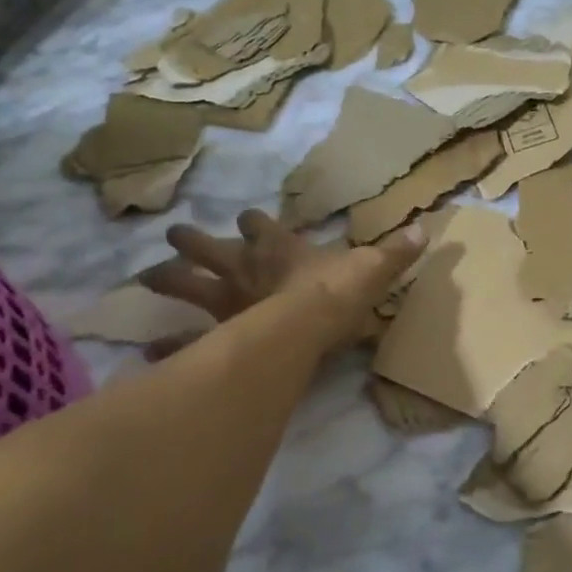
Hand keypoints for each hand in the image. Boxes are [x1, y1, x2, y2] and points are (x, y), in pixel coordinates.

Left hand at [137, 210, 424, 356]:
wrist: (308, 324)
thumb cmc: (337, 294)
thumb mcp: (371, 270)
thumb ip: (394, 253)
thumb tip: (426, 230)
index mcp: (278, 248)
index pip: (261, 226)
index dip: (255, 223)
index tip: (249, 219)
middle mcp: (244, 268)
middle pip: (210, 249)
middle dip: (192, 242)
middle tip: (176, 236)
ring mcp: (225, 301)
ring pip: (187, 285)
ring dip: (167, 280)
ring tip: (145, 278)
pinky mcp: (215, 334)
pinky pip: (185, 340)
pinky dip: (167, 347)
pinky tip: (147, 352)